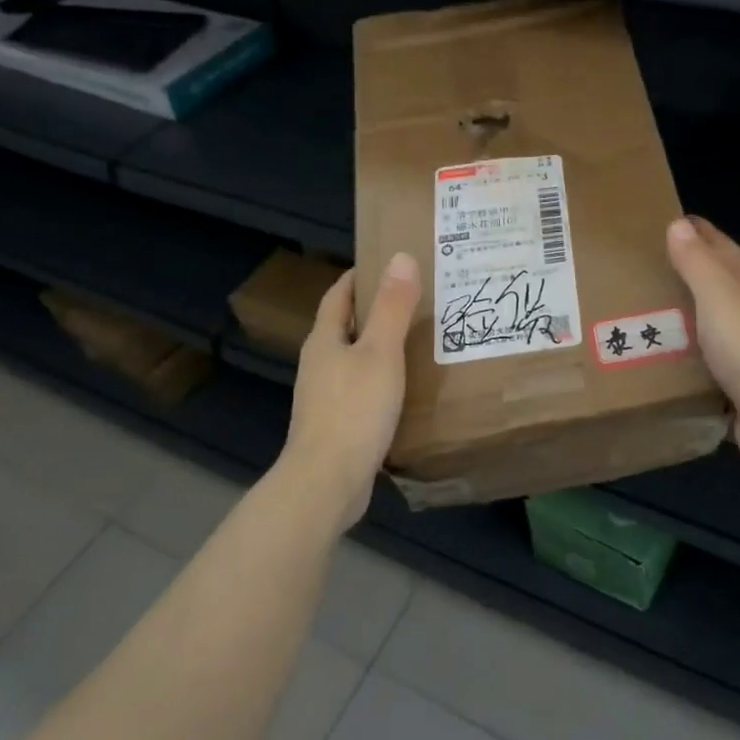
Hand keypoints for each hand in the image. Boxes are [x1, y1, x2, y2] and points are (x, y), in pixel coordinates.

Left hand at [280, 252, 420, 530]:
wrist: (327, 482)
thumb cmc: (354, 410)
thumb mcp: (381, 353)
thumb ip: (392, 307)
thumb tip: (400, 257)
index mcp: (325, 340)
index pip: (339, 295)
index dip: (359, 276)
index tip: (388, 263)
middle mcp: (320, 364)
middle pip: (346, 326)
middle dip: (375, 310)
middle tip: (416, 299)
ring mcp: (325, 397)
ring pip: (355, 359)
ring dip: (380, 346)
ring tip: (419, 339)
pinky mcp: (337, 424)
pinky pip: (362, 389)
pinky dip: (382, 379)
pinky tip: (407, 387)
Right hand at [666, 216, 739, 483]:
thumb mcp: (721, 298)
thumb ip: (698, 264)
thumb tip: (679, 225)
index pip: (725, 251)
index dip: (701, 235)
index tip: (673, 221)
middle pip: (721, 288)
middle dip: (691, 276)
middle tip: (648, 268)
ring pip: (714, 329)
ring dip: (687, 322)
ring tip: (645, 316)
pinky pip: (708, 368)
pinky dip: (689, 361)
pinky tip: (664, 363)